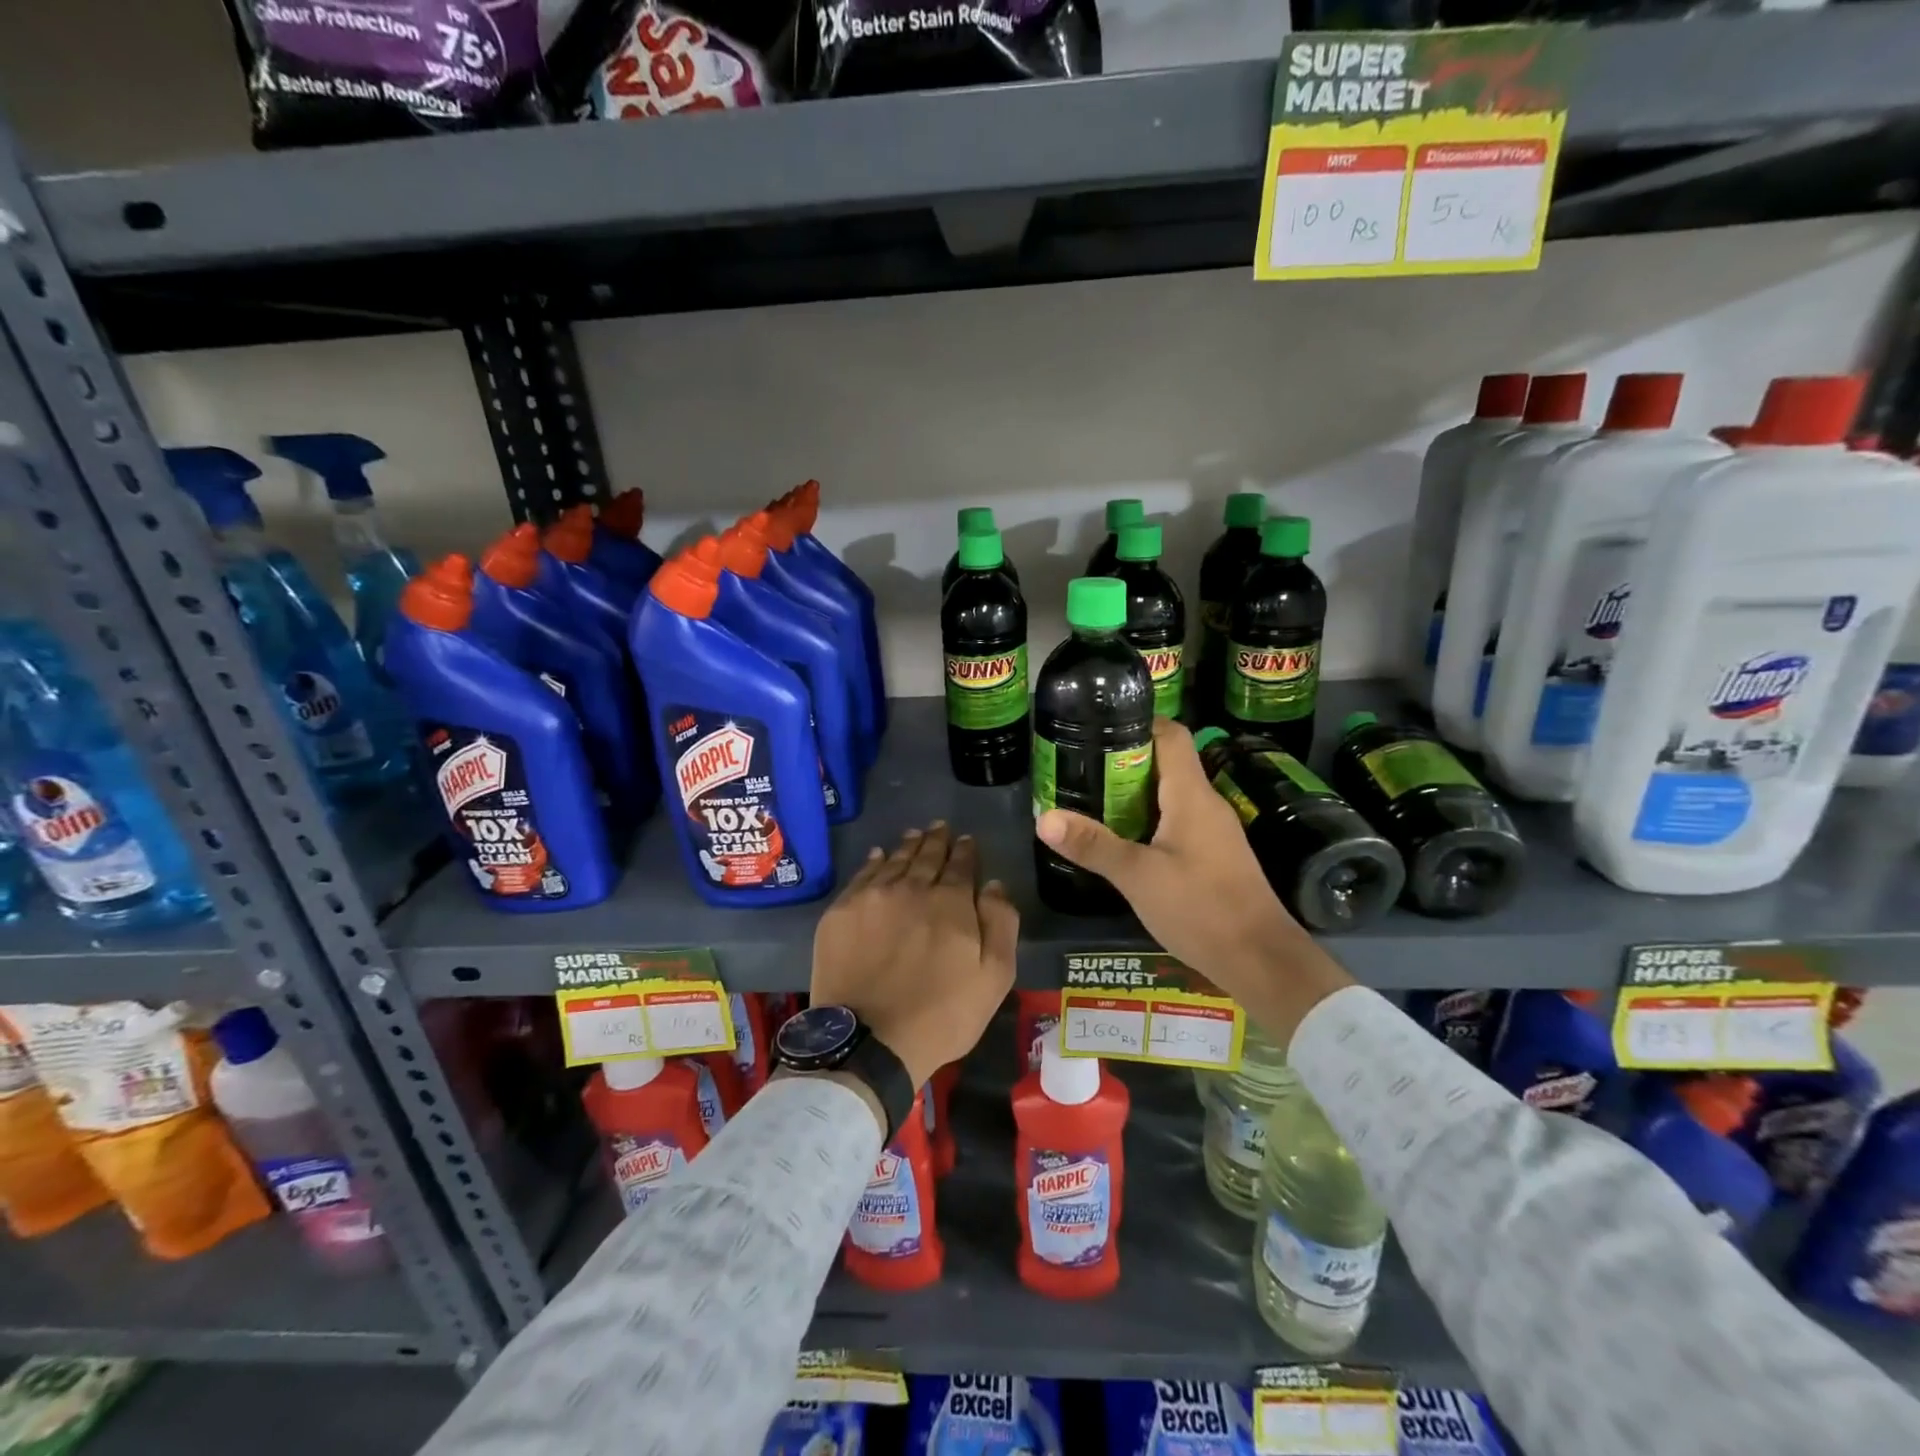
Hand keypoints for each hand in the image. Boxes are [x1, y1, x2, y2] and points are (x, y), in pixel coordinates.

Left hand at [811, 822, 1017, 1087]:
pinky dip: (874, 862)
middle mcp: (911, 887)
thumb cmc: (943, 1014)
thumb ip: (1000, 923)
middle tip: (940, 827)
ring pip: (894, 861)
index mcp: (950, 901)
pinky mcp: (841, 913)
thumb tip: (993, 883)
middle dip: (937, 840)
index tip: (967, 840)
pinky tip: (879, 856)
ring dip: (908, 846)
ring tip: (915, 834)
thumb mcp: (994, 976)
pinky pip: (861, 876)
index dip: (966, 850)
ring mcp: (872, 897)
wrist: (870, 1040)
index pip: (961, 864)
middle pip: (926, 856)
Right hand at [1034, 718, 1351, 1041]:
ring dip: (1134, 793)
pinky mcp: (1214, 856)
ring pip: (1171, 795)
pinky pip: (1177, 822)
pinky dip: (1149, 820)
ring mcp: (1214, 831)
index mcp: (1192, 795)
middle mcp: (1206, 804)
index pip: (1171, 734)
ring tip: (1092, 800)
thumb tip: (1044, 819)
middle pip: (1167, 763)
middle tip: (1080, 767)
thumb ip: (1093, 845)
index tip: (1097, 727)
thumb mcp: (1138, 877)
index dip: (1138, 723)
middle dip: (1124, 761)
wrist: (1260, 960)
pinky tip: (1123, 840)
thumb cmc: (1201, 908)